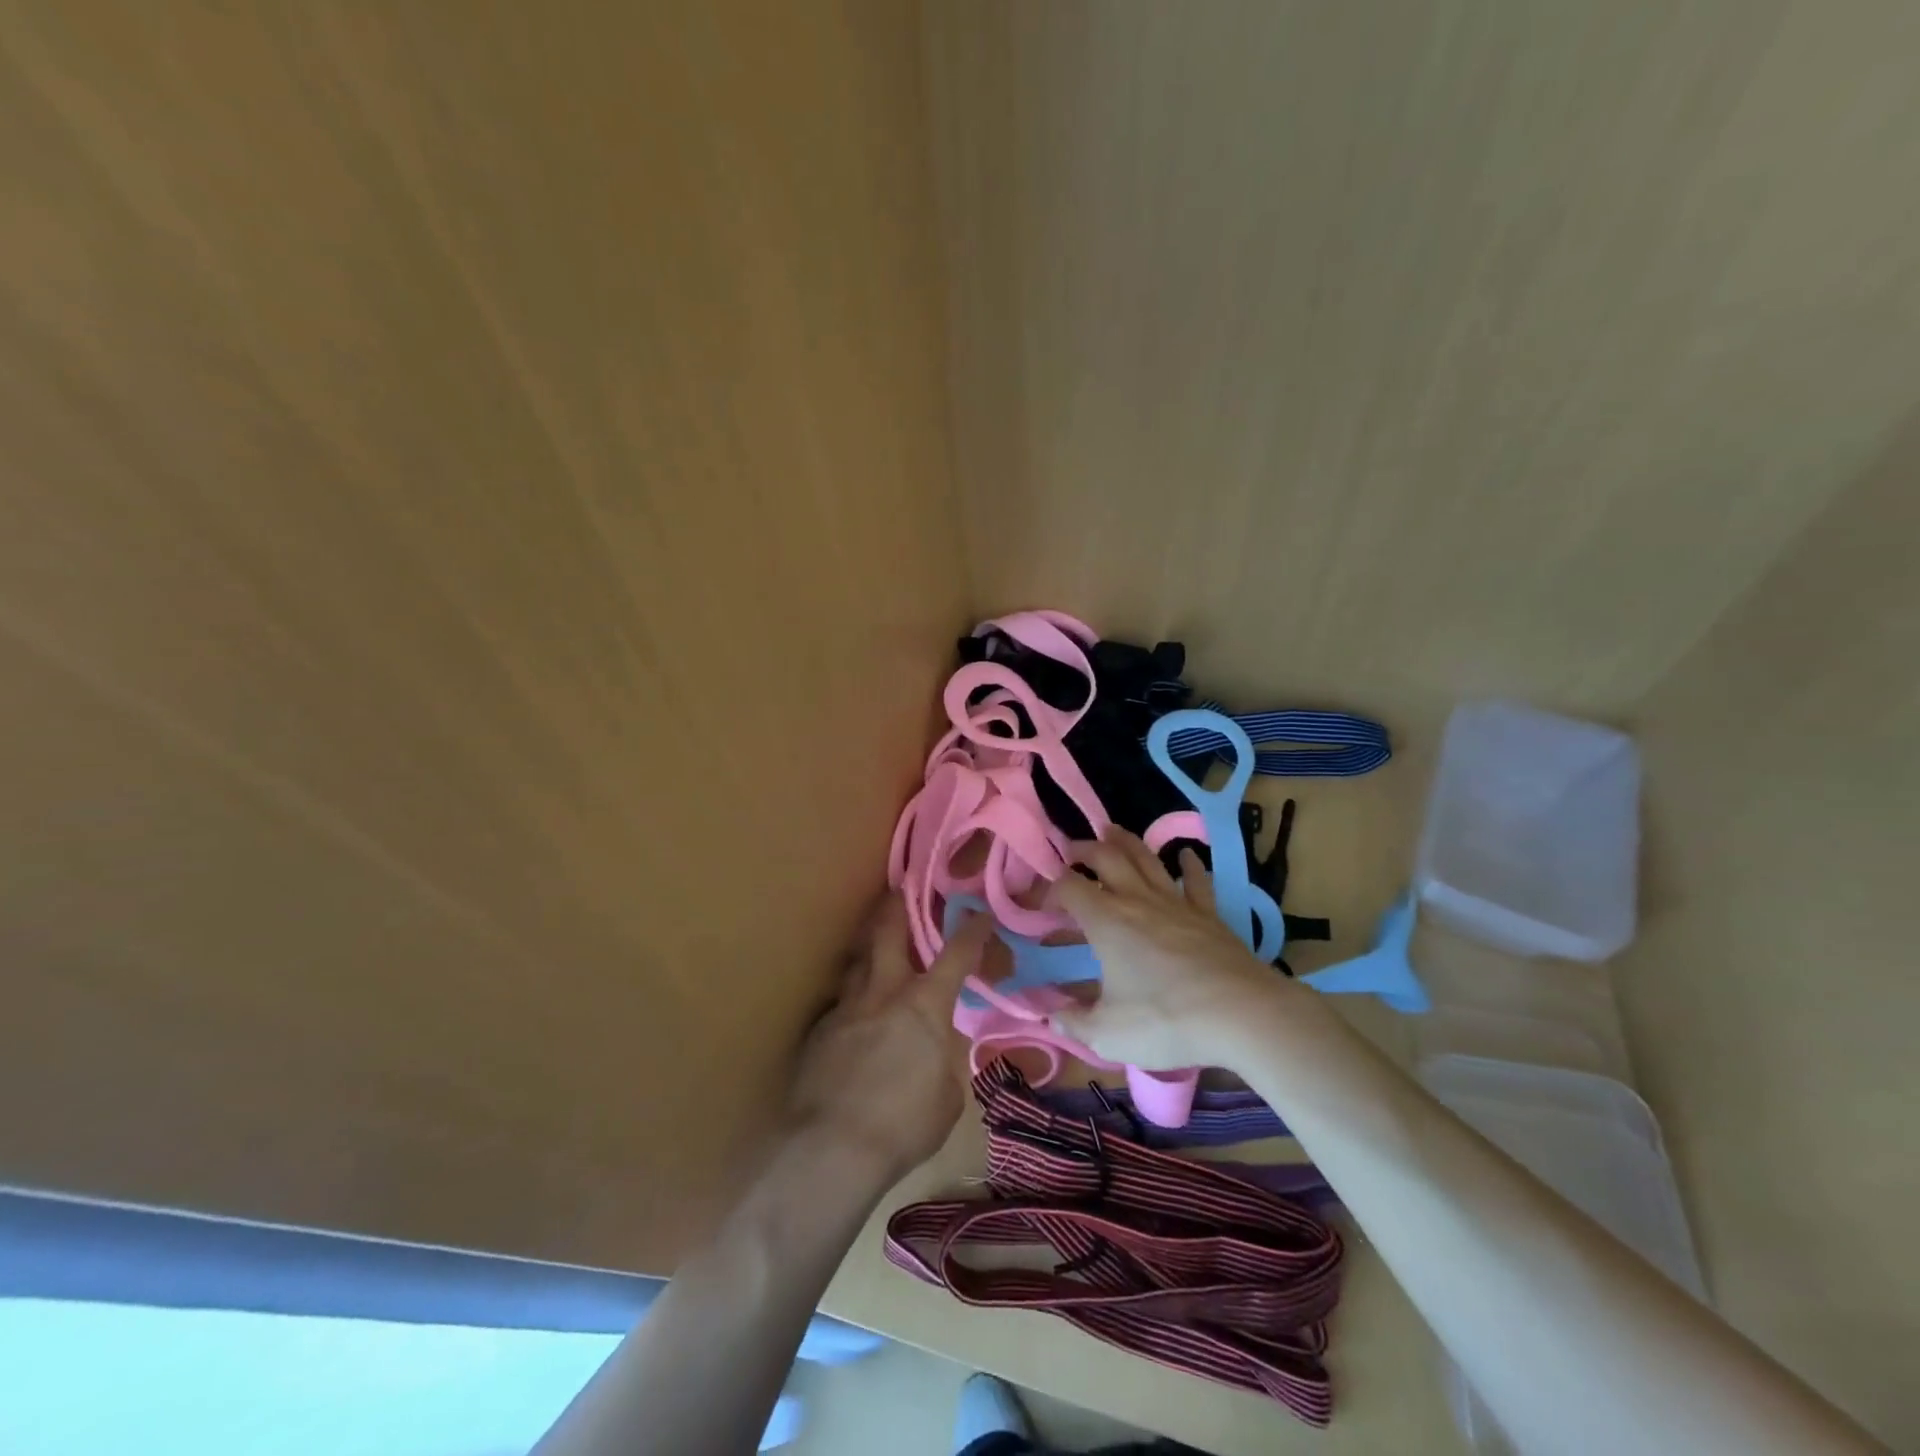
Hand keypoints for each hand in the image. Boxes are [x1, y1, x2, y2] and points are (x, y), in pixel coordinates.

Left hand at [786, 895, 991, 1183]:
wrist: (832, 1147)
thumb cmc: (904, 1124)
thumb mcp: (947, 1096)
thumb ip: (945, 1060)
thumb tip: (937, 1050)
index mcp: (924, 1005)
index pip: (956, 955)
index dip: (973, 931)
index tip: (982, 914)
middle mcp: (884, 992)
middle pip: (889, 933)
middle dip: (898, 906)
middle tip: (902, 887)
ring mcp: (847, 1007)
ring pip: (858, 961)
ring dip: (869, 946)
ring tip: (873, 941)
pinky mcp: (820, 1031)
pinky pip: (841, 1003)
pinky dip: (853, 1000)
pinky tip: (853, 1016)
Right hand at [1046, 829, 1299, 1069]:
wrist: (1241, 1014)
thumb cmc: (1166, 1020)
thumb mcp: (1108, 1034)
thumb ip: (1074, 1022)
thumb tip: (1049, 1014)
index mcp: (1106, 921)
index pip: (1068, 887)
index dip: (1049, 889)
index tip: (1040, 905)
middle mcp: (1137, 900)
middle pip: (1106, 857)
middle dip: (1083, 849)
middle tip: (1071, 849)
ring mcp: (1175, 902)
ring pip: (1146, 858)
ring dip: (1125, 841)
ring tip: (1111, 831)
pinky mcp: (1208, 913)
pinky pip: (1195, 880)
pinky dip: (1188, 865)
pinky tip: (1186, 855)